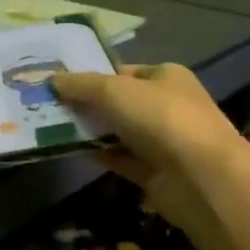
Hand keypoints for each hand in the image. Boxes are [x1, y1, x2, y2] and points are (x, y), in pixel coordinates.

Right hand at [52, 64, 249, 233]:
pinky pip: (119, 158)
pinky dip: (98, 154)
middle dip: (87, 104)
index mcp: (166, 77)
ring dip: (90, 130)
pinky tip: (71, 151)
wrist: (200, 177)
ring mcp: (162, 141)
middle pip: (119, 102)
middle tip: (49, 106)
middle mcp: (167, 105)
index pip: (123, 72)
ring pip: (117, 131)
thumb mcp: (113, 90)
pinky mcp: (155, 171)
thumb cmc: (161, 118)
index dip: (93, 76)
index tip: (60, 84)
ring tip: (51, 128)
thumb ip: (80, 85)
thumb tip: (51, 80)